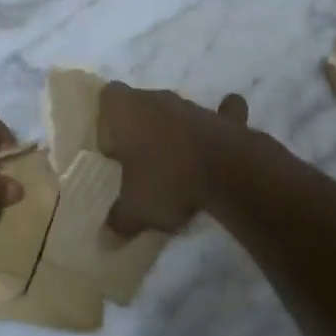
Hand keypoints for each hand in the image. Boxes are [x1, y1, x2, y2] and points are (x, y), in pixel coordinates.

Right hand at [98, 83, 249, 236]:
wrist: (230, 174)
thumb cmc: (168, 181)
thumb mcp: (135, 209)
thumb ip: (119, 220)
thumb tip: (105, 238)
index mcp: (127, 110)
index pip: (108, 97)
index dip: (107, 120)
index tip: (111, 148)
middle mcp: (158, 99)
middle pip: (142, 104)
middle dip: (140, 128)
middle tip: (139, 162)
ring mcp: (194, 107)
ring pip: (177, 112)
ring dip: (175, 131)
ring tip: (175, 165)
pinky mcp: (226, 120)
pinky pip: (222, 115)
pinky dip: (220, 124)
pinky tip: (218, 142)